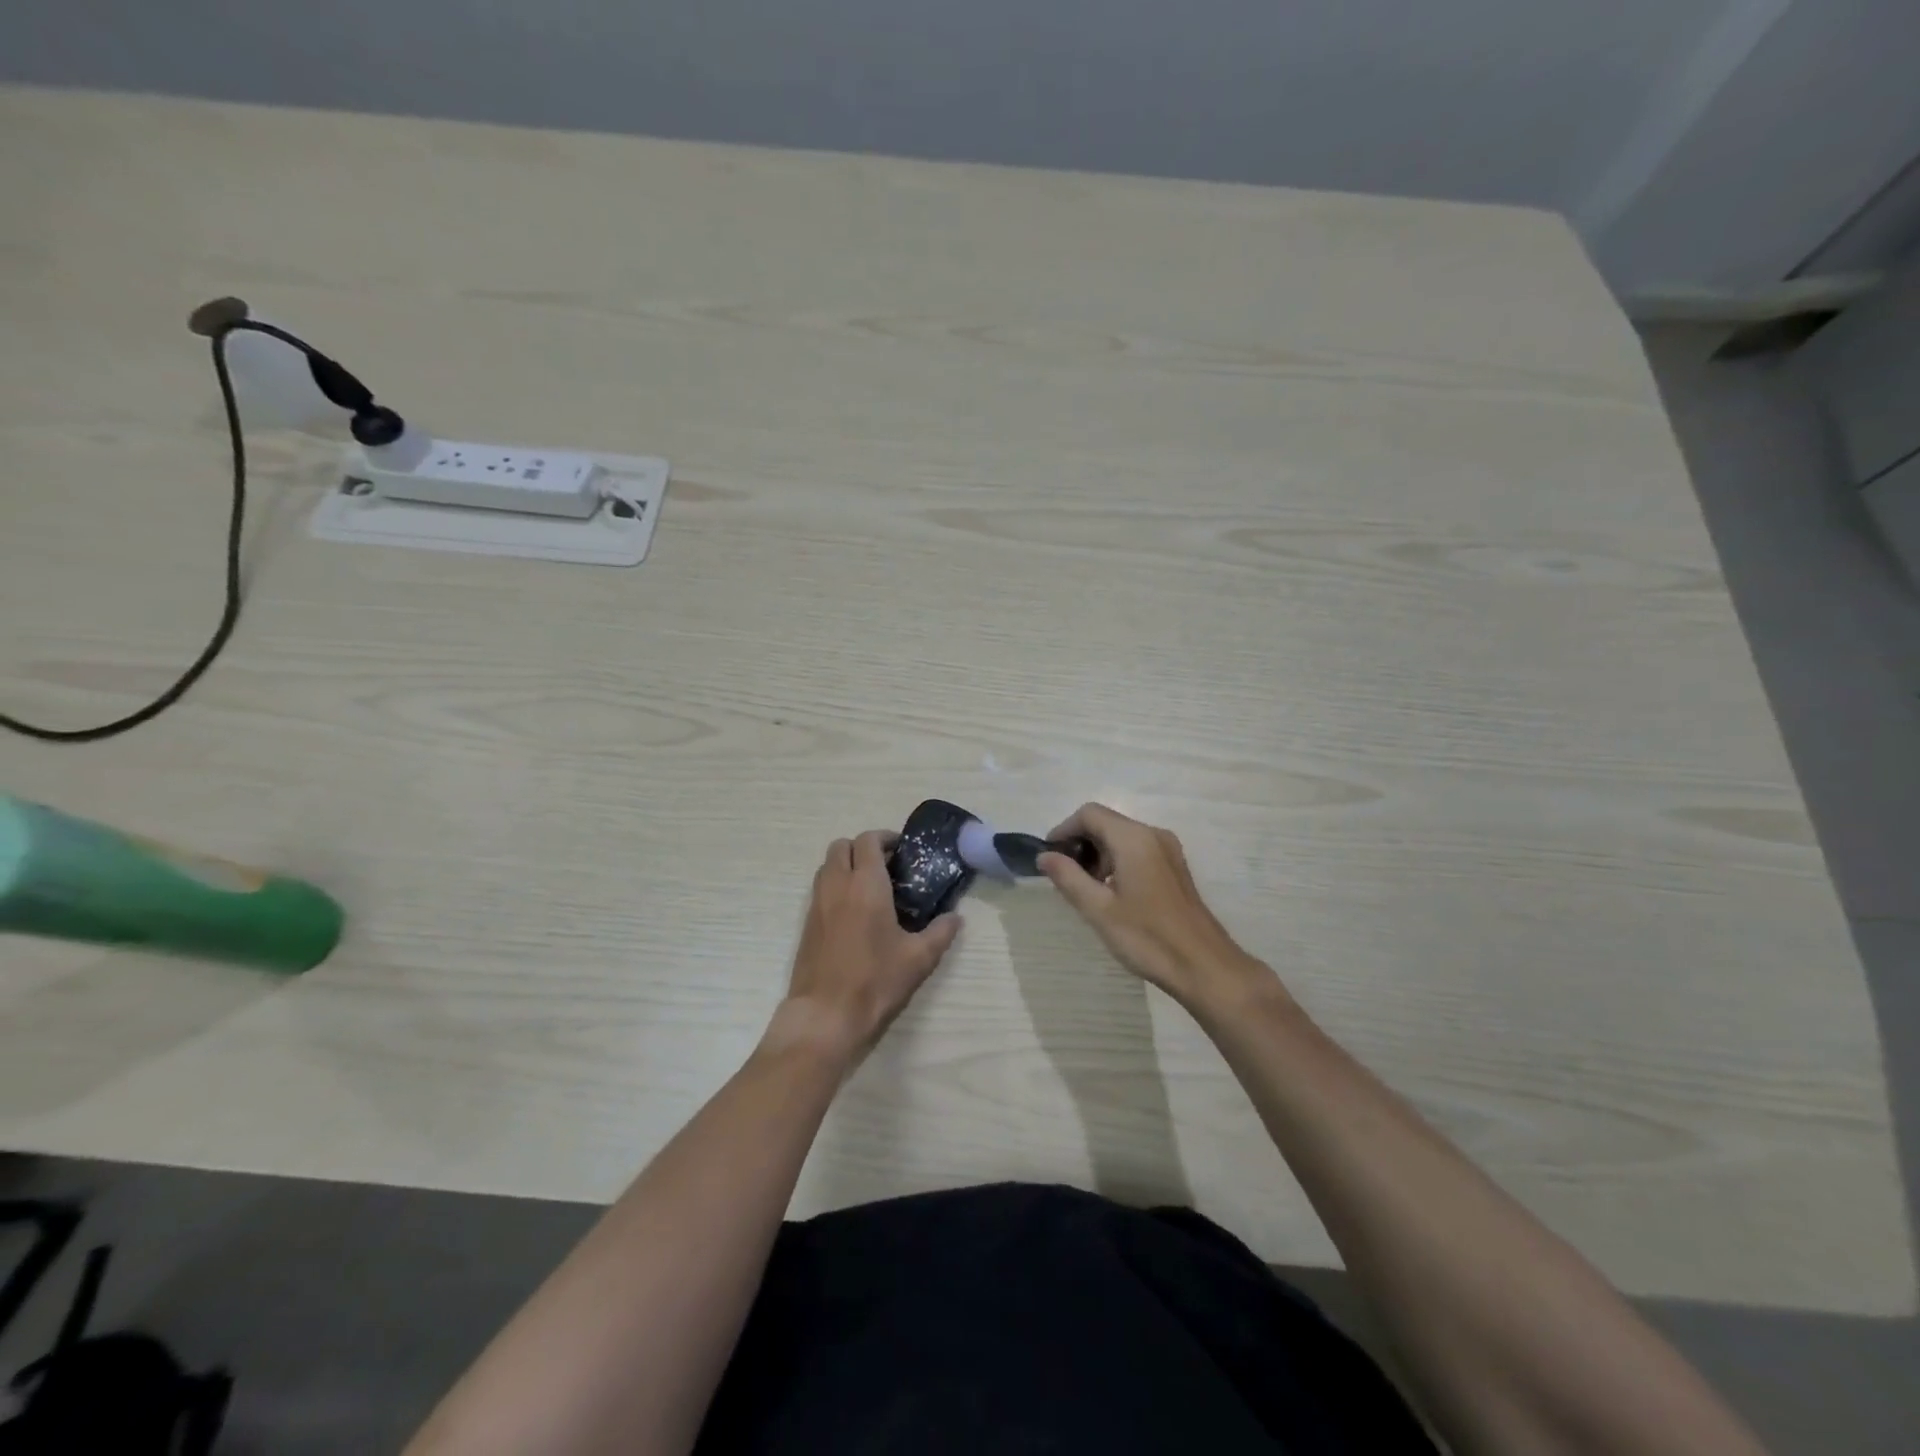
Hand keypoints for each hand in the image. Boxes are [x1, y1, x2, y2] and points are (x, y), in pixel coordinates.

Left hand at [766, 831, 961, 1066]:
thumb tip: (956, 918)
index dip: (885, 838)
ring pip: (827, 866)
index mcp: (866, 885)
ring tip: (871, 887)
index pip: (868, 840)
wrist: (825, 1015)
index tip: (902, 850)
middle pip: (842, 846)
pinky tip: (855, 913)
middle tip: (886, 866)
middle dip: (863, 848)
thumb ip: (940, 933)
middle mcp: (837, 885)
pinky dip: (836, 886)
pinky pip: (820, 889)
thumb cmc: (875, 981)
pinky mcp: (807, 924)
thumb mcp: (919, 959)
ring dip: (846, 865)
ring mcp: (817, 904)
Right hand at [1038, 803, 1275, 1009]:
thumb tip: (1044, 856)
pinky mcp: (1174, 867)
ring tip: (1085, 889)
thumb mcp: (1099, 909)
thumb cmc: (1147, 937)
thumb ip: (1068, 877)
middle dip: (1080, 843)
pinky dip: (1116, 861)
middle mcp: (1153, 835)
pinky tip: (1110, 893)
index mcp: (1134, 839)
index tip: (1049, 857)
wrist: (1204, 966)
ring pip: (1121, 837)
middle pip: (1106, 822)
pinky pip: (1137, 850)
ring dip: (1098, 854)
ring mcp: (1168, 850)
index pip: (1089, 814)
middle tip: (1063, 876)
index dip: (1063, 830)